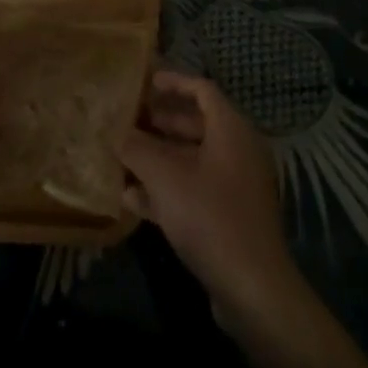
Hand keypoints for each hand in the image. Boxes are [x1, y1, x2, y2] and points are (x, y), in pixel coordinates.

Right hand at [120, 70, 301, 319]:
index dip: (174, 82)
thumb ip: (137, 149)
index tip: (144, 82)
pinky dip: (165, 188)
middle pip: (196, 124)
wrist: (251, 286)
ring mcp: (235, 185)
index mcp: (231, 130)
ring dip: (157, 157)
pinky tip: (130, 198)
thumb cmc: (210, 216)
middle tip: (126, 119)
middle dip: (159, 121)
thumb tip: (116, 133)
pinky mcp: (228, 216)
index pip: (203, 90)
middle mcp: (237, 151)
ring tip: (121, 155)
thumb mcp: (165, 177)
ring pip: (191, 159)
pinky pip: (193, 189)